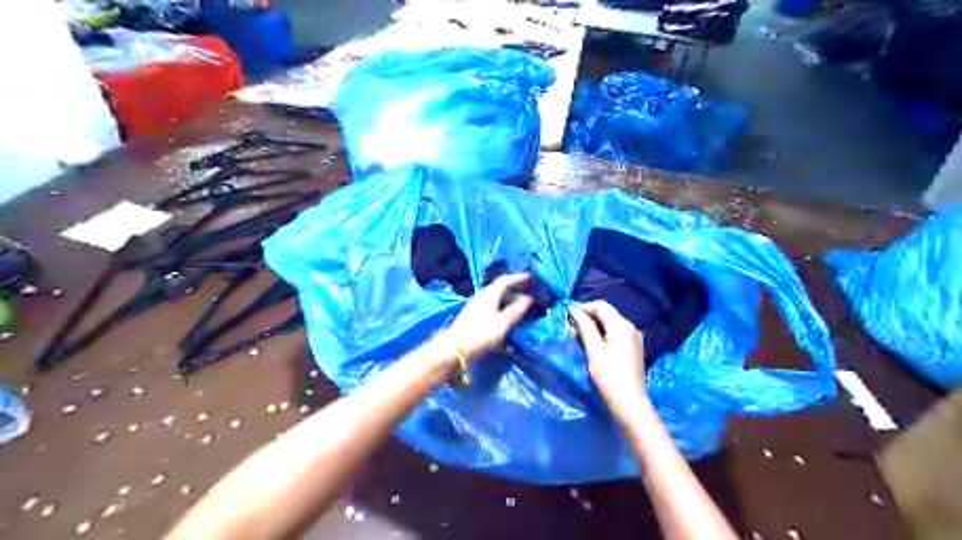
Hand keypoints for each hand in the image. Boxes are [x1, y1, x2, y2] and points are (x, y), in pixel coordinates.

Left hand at [443, 275, 533, 362]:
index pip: (505, 280)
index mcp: (490, 294)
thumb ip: (516, 310)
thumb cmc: (481, 334)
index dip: (518, 278)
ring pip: (496, 298)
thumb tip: (528, 298)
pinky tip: (506, 318)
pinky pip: (492, 306)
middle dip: (515, 291)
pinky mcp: (473, 315)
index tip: (530, 277)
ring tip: (520, 308)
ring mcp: (476, 305)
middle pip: (501, 289)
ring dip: (509, 301)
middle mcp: (482, 296)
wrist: (455, 347)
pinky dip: (502, 308)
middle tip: (528, 296)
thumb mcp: (503, 323)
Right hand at [566, 303, 649, 419]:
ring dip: (594, 327)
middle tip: (571, 329)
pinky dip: (603, 336)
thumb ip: (584, 327)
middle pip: (607, 314)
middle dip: (588, 318)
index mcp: (622, 325)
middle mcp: (630, 328)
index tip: (568, 316)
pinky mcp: (633, 349)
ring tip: (578, 338)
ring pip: (611, 325)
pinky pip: (616, 335)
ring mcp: (634, 339)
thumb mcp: (593, 349)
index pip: (601, 305)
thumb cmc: (609, 375)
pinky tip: (592, 346)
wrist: (630, 403)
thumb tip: (573, 309)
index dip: (584, 307)